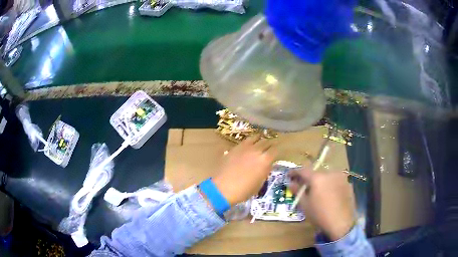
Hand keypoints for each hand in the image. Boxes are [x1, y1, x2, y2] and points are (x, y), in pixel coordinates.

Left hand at [212, 136, 276, 204]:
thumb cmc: (244, 190)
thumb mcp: (260, 183)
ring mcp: (245, 147)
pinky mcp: (235, 148)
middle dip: (269, 144)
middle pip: (266, 142)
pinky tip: (249, 146)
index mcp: (265, 160)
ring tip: (260, 143)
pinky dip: (249, 142)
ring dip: (260, 140)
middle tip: (270, 147)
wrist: (223, 188)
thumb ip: (265, 171)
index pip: (275, 150)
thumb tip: (267, 165)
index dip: (277, 151)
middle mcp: (257, 150)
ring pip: (256, 138)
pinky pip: (245, 141)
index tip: (277, 153)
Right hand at [289, 169, 355, 240]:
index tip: (289, 175)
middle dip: (309, 178)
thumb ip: (297, 192)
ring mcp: (341, 177)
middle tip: (304, 186)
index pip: (303, 170)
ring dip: (321, 181)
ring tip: (318, 191)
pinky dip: (331, 185)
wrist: (342, 223)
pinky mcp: (348, 183)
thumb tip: (291, 183)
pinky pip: (336, 181)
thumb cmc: (320, 215)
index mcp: (317, 177)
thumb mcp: (305, 205)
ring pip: (327, 176)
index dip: (295, 172)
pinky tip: (330, 195)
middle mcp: (330, 173)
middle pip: (316, 172)